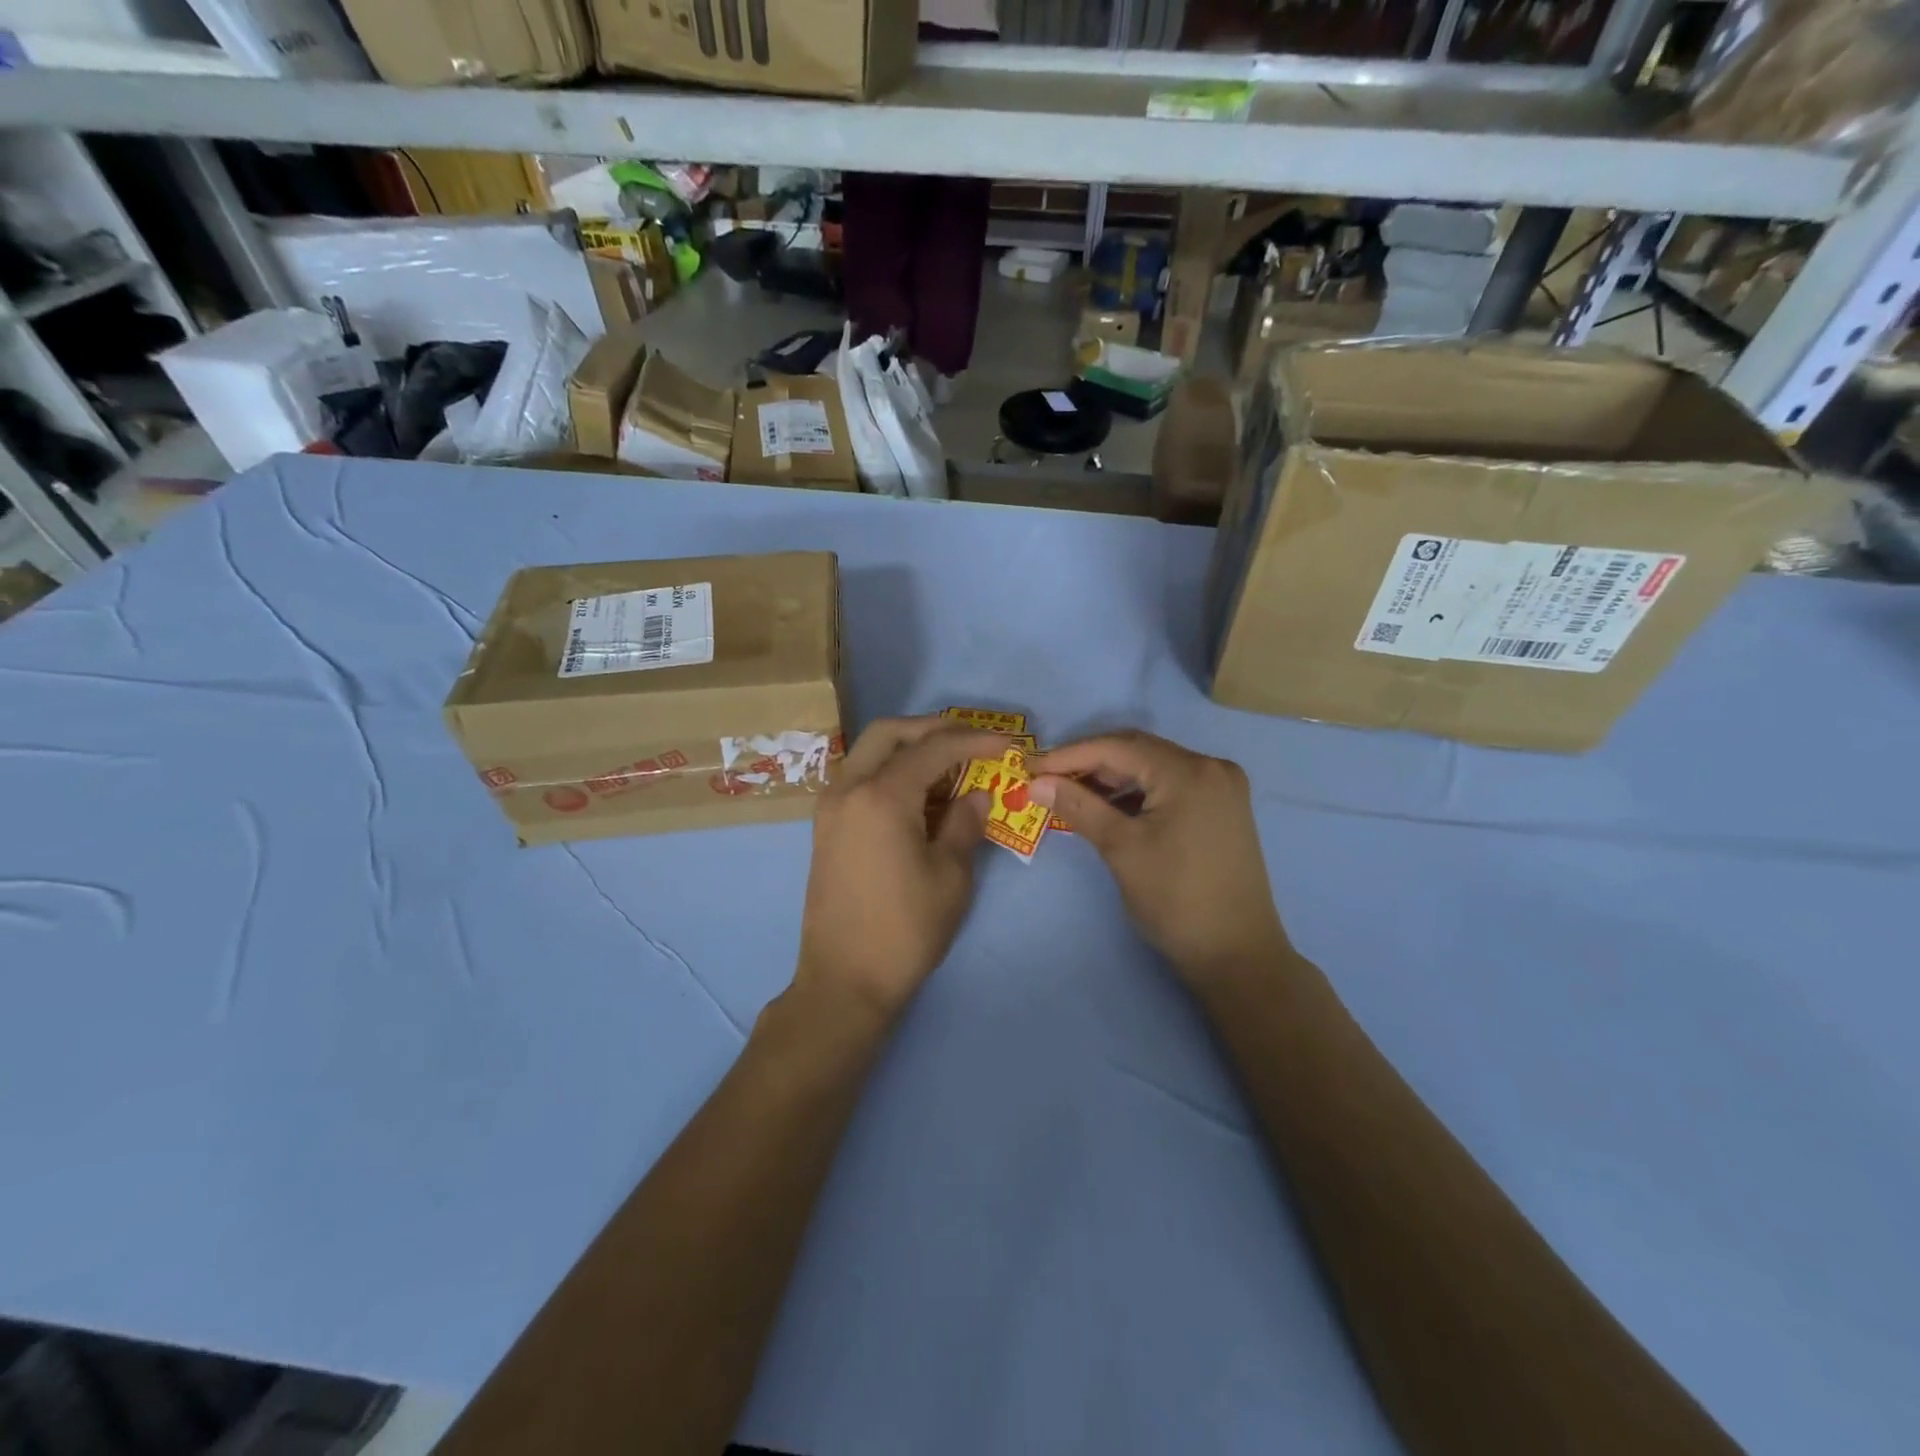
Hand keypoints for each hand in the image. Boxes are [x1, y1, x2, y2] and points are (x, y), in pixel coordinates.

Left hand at [795, 716, 1002, 1020]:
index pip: (933, 748)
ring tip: (949, 766)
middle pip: (889, 732)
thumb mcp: (950, 876)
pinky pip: (859, 777)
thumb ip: (964, 823)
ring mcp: (830, 806)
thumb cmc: (905, 930)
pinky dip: (889, 770)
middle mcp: (848, 788)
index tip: (1008, 744)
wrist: (844, 980)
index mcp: (881, 796)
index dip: (975, 741)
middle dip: (932, 728)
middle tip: (971, 741)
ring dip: (908, 748)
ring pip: (869, 752)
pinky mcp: (826, 826)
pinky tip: (919, 794)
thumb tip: (977, 794)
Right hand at [1030, 731, 1288, 986]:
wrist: (1237, 955)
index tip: (1030, 766)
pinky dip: (1136, 794)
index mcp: (1190, 771)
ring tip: (1069, 793)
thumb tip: (1037, 782)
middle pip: (1138, 752)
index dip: (1069, 754)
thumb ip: (1078, 806)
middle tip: (1045, 778)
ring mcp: (1221, 788)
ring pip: (1153, 769)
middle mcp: (1211, 767)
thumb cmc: (1175, 899)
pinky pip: (1169, 787)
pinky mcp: (1221, 809)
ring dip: (1111, 779)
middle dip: (1089, 763)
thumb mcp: (1121, 848)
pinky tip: (1107, 807)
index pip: (1118, 747)